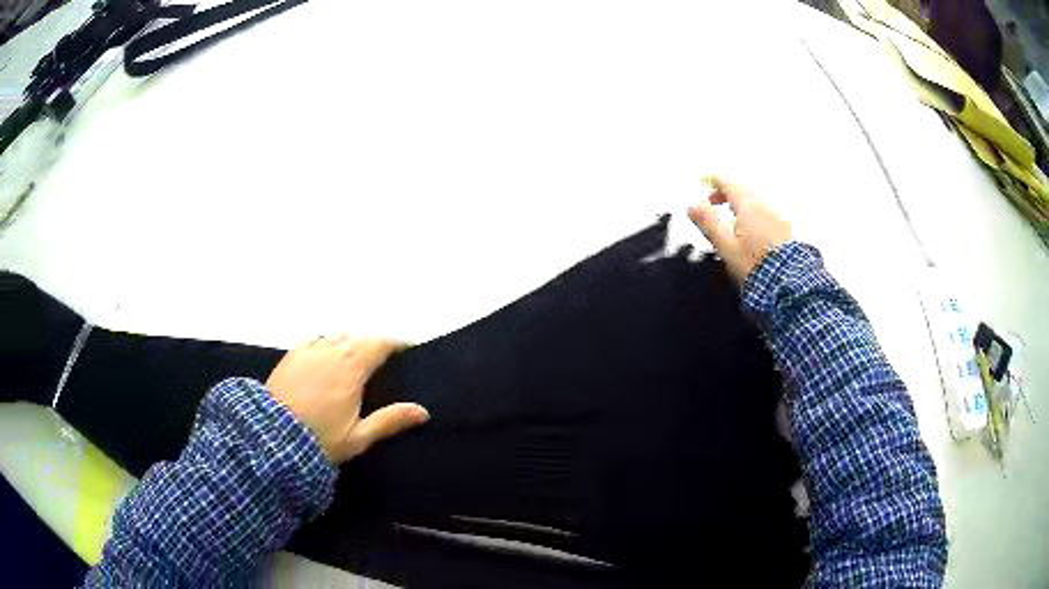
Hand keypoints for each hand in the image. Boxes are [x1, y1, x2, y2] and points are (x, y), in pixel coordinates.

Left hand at [266, 335, 428, 463]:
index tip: (409, 348)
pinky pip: (314, 339)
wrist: (273, 438)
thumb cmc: (320, 439)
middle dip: (374, 344)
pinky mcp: (292, 355)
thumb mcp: (358, 437)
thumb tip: (423, 412)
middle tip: (384, 359)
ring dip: (350, 341)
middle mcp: (332, 352)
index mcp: (351, 370)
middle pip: (359, 337)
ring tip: (355, 357)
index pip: (379, 344)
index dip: (396, 343)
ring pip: (337, 335)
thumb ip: (390, 421)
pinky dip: (326, 342)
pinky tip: (326, 353)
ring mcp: (309, 351)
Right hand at [689, 176, 791, 285]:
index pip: (729, 183)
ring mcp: (777, 217)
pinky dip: (754, 215)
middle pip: (743, 190)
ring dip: (741, 205)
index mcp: (747, 206)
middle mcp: (764, 206)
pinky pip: (766, 214)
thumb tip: (692, 205)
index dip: (716, 182)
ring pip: (755, 202)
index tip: (707, 185)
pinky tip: (751, 231)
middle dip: (727, 193)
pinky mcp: (785, 230)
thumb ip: (708, 222)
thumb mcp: (725, 245)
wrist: (786, 283)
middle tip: (714, 203)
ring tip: (731, 219)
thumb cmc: (752, 264)